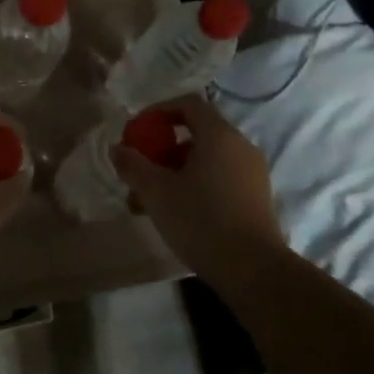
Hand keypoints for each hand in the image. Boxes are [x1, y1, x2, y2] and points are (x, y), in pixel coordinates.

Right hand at [111, 94, 290, 282]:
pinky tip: (176, 212)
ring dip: (175, 171)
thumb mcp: (156, 192)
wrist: (253, 269)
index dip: (159, 111)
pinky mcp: (256, 196)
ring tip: (149, 200)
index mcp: (219, 135)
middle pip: (196, 133)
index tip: (138, 131)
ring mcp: (252, 172)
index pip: (189, 104)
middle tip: (139, 171)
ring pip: (206, 159)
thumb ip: (133, 165)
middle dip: (163, 149)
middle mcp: (240, 146)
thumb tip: (117, 148)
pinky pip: (220, 177)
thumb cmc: (201, 220)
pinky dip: (196, 183)